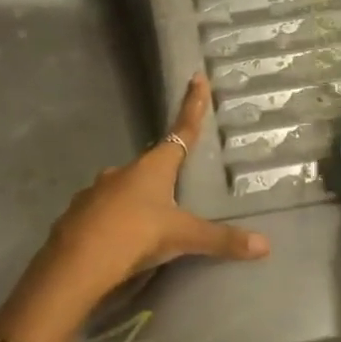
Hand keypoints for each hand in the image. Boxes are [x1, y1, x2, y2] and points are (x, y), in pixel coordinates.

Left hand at [0, 73, 269, 341]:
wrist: (76, 263)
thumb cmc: (134, 236)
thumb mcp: (181, 238)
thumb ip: (220, 240)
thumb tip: (264, 245)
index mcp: (152, 168)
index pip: (181, 131)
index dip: (192, 106)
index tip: (196, 78)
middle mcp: (123, 171)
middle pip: (150, 164)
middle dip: (164, 171)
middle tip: (176, 186)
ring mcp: (97, 191)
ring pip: (123, 188)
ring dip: (137, 198)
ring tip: (148, 223)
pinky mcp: (79, 214)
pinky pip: (104, 211)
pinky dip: (115, 219)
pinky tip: (120, 239)